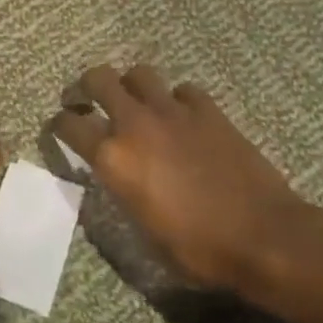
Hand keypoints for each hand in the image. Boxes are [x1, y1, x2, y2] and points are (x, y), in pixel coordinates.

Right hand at [53, 64, 317, 308]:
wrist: (263, 237)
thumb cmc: (198, 249)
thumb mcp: (144, 231)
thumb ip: (122, 190)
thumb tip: (117, 175)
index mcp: (114, 157)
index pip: (69, 125)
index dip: (59, 124)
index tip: (59, 127)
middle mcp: (136, 123)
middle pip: (98, 79)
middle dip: (86, 86)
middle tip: (87, 98)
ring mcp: (173, 111)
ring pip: (139, 73)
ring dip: (132, 85)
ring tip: (136, 101)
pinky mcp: (208, 110)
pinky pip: (183, 90)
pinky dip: (177, 100)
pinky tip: (183, 117)